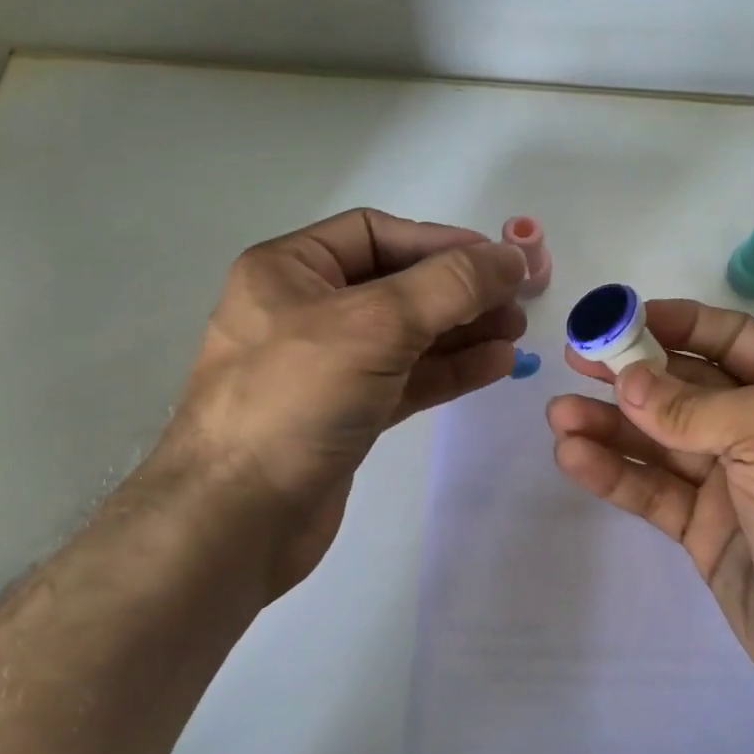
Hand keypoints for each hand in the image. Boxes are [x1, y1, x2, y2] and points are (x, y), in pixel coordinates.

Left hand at [151, 208, 526, 602]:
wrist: (237, 519)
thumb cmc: (296, 399)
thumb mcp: (376, 324)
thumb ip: (450, 285)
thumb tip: (512, 257)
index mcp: (289, 270)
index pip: (376, 234)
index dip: (440, 242)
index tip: (498, 262)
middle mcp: (304, 310)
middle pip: (398, 285)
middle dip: (459, 292)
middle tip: (516, 304)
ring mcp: (325, 366)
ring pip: (407, 336)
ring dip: (462, 332)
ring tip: (515, 336)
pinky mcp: (345, 413)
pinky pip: (405, 378)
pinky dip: (449, 370)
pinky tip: (494, 365)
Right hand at [548, 300, 753, 727]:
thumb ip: (692, 406)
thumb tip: (628, 381)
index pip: (729, 339)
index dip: (676, 323)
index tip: (621, 319)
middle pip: (684, 388)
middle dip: (630, 373)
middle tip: (574, 360)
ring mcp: (731, 483)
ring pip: (659, 441)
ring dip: (609, 424)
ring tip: (558, 415)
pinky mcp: (704, 530)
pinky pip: (653, 491)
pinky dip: (614, 473)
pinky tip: (574, 458)